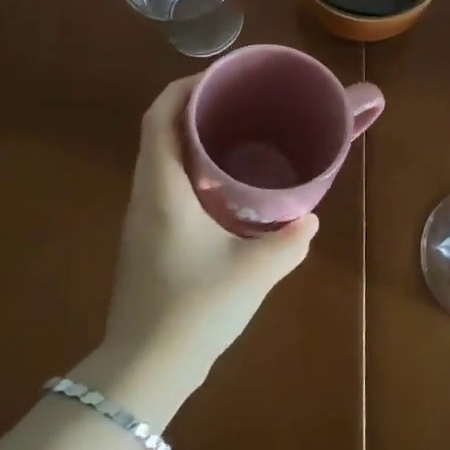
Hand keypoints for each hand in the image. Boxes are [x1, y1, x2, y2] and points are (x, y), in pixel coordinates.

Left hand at [98, 75, 318, 396]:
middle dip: (189, 106)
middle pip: (156, 130)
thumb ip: (287, 242)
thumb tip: (309, 218)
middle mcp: (144, 194)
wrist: (143, 371)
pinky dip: (184, 166)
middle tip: (233, 101)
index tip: (218, 78)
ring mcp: (139, 218)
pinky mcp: (143, 239)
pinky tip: (217, 185)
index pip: (158, 117)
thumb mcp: (252, 273)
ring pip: (157, 157)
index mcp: (162, 188)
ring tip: (229, 132)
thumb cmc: (194, 309)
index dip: (183, 88)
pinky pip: (161, 182)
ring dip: (185, 136)